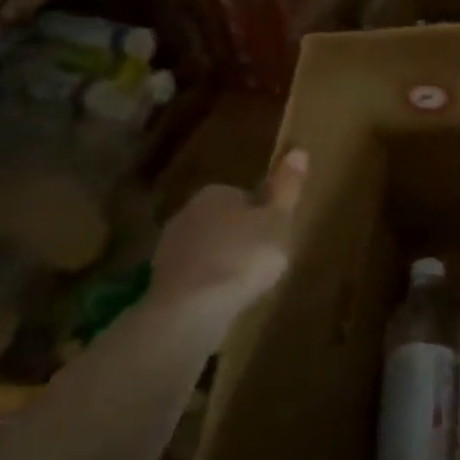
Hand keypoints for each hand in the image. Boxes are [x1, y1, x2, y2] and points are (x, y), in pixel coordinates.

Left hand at [150, 147, 307, 331]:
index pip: (242, 195)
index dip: (260, 213)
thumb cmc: (243, 256)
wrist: (191, 308)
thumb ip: (287, 188)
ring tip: (245, 281)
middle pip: (221, 219)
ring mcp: (169, 247)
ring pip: (205, 247)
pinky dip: (207, 282)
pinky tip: (222, 298)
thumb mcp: (278, 221)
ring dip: (221, 259)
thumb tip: (298, 150)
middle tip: (263, 257)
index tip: (274, 232)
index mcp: (216, 193)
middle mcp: (187, 212)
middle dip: (238, 235)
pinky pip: (193, 273)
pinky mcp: (161, 280)